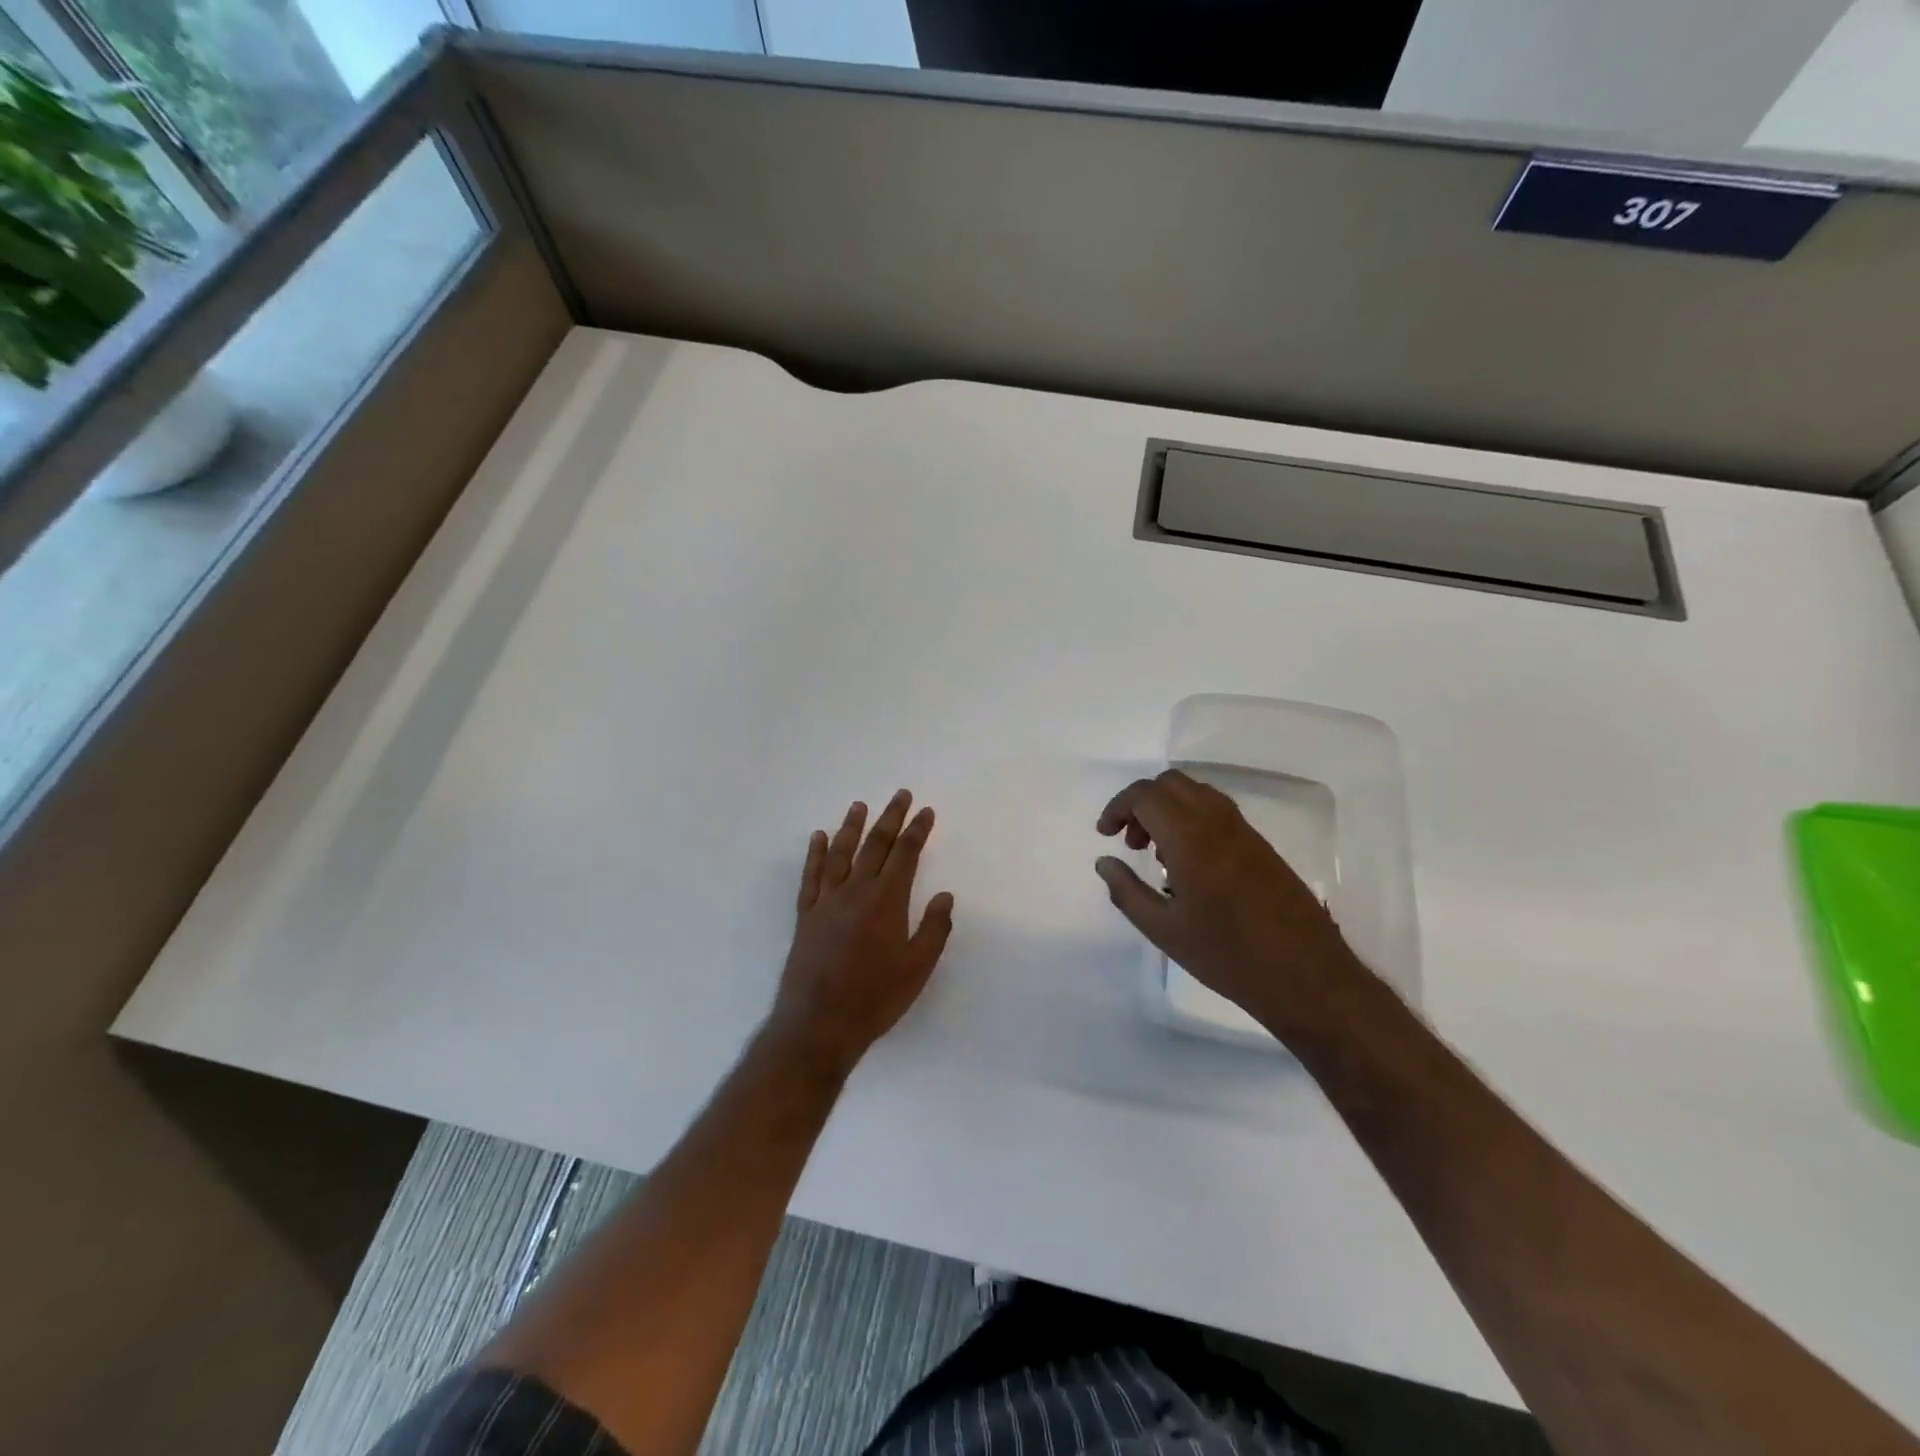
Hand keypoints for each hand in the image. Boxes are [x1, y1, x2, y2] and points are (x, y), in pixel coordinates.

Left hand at [768, 790, 955, 1074]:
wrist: (819, 1024)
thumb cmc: (875, 998)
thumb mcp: (918, 968)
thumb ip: (934, 928)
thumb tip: (944, 895)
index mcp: (886, 900)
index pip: (905, 854)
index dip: (917, 830)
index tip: (926, 811)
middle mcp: (855, 891)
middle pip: (875, 845)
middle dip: (890, 818)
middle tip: (901, 795)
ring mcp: (827, 901)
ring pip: (841, 853)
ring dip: (852, 827)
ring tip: (860, 805)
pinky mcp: (806, 915)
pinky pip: (811, 876)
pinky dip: (816, 854)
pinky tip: (819, 838)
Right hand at [1095, 769, 1364, 1039]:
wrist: (1306, 976)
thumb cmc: (1227, 956)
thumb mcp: (1164, 931)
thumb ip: (1126, 891)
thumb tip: (1104, 862)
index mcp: (1191, 840)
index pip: (1145, 796)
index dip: (1117, 807)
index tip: (1105, 835)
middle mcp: (1217, 822)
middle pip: (1170, 783)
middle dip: (1141, 803)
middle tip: (1130, 842)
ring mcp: (1244, 830)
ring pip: (1195, 792)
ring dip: (1167, 808)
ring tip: (1156, 853)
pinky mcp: (1260, 844)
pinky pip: (1216, 810)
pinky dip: (1190, 818)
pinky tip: (1187, 863)